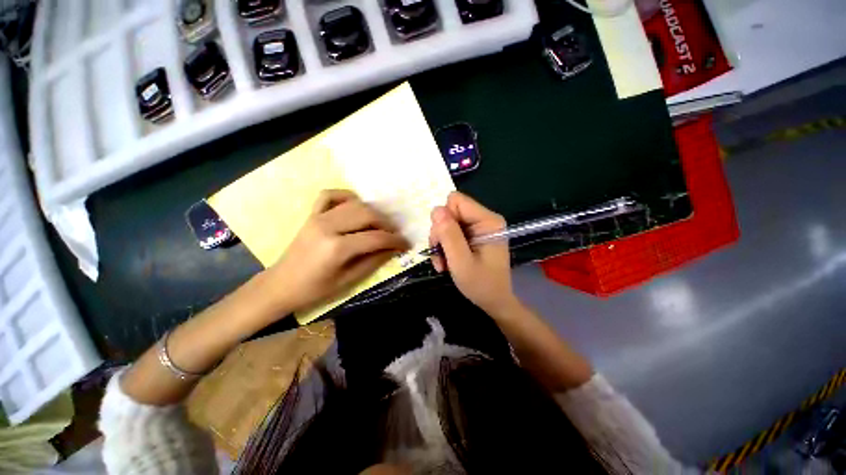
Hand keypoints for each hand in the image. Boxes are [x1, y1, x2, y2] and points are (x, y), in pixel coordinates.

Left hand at [267, 190, 409, 312]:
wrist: (281, 285)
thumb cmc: (314, 289)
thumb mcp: (348, 280)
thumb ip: (373, 261)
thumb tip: (393, 249)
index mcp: (337, 247)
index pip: (375, 238)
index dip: (395, 240)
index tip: (406, 243)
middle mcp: (328, 226)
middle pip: (367, 215)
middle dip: (386, 224)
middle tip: (395, 234)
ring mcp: (318, 217)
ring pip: (355, 204)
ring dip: (373, 212)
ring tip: (381, 224)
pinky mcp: (312, 214)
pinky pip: (330, 195)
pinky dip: (347, 196)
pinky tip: (356, 205)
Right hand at [429, 191, 518, 315]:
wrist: (494, 301)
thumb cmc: (481, 285)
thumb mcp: (461, 262)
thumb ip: (449, 235)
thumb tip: (436, 209)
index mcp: (488, 221)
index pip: (456, 201)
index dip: (444, 219)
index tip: (444, 241)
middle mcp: (484, 219)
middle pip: (449, 212)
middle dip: (440, 234)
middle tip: (441, 255)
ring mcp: (478, 227)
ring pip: (446, 223)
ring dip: (441, 244)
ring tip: (443, 263)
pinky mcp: (472, 235)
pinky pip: (450, 233)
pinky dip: (445, 247)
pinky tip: (447, 262)